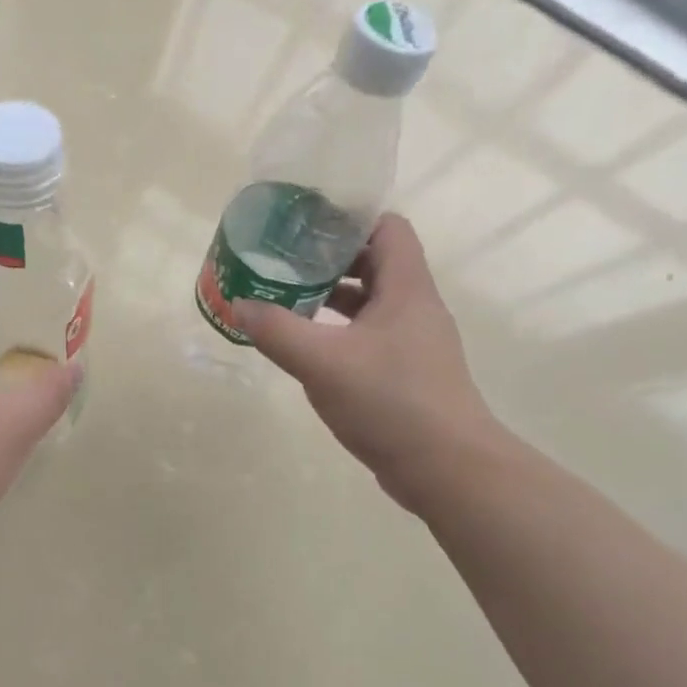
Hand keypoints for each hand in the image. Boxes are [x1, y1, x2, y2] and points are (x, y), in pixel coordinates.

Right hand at [233, 212, 505, 513]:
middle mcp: (415, 308)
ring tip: (287, 301)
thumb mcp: (323, 362)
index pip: (386, 227)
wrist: (446, 468)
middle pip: (375, 263)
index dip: (348, 219)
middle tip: (284, 263)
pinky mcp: (406, 374)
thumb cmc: (390, 402)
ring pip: (370, 304)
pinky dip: (338, 334)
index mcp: (407, 288)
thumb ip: (277, 331)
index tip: (304, 226)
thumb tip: (240, 304)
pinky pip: (368, 338)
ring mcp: (413, 343)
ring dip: (331, 299)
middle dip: (328, 260)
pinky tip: (308, 350)